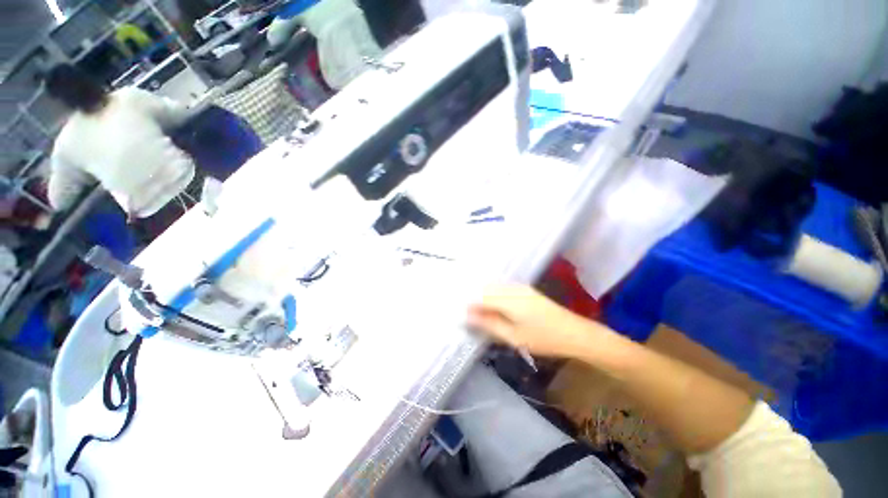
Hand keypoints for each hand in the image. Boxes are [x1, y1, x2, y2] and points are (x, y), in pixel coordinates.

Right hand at [467, 285, 604, 357]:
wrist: (575, 333)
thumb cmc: (544, 338)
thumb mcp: (513, 336)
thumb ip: (488, 324)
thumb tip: (466, 315)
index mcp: (508, 299)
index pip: (480, 297)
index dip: (468, 305)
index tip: (459, 315)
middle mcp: (512, 288)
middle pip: (485, 289)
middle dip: (474, 299)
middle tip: (465, 314)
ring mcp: (520, 287)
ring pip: (493, 287)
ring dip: (483, 297)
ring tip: (476, 312)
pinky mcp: (525, 289)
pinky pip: (502, 288)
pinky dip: (493, 295)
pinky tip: (492, 306)